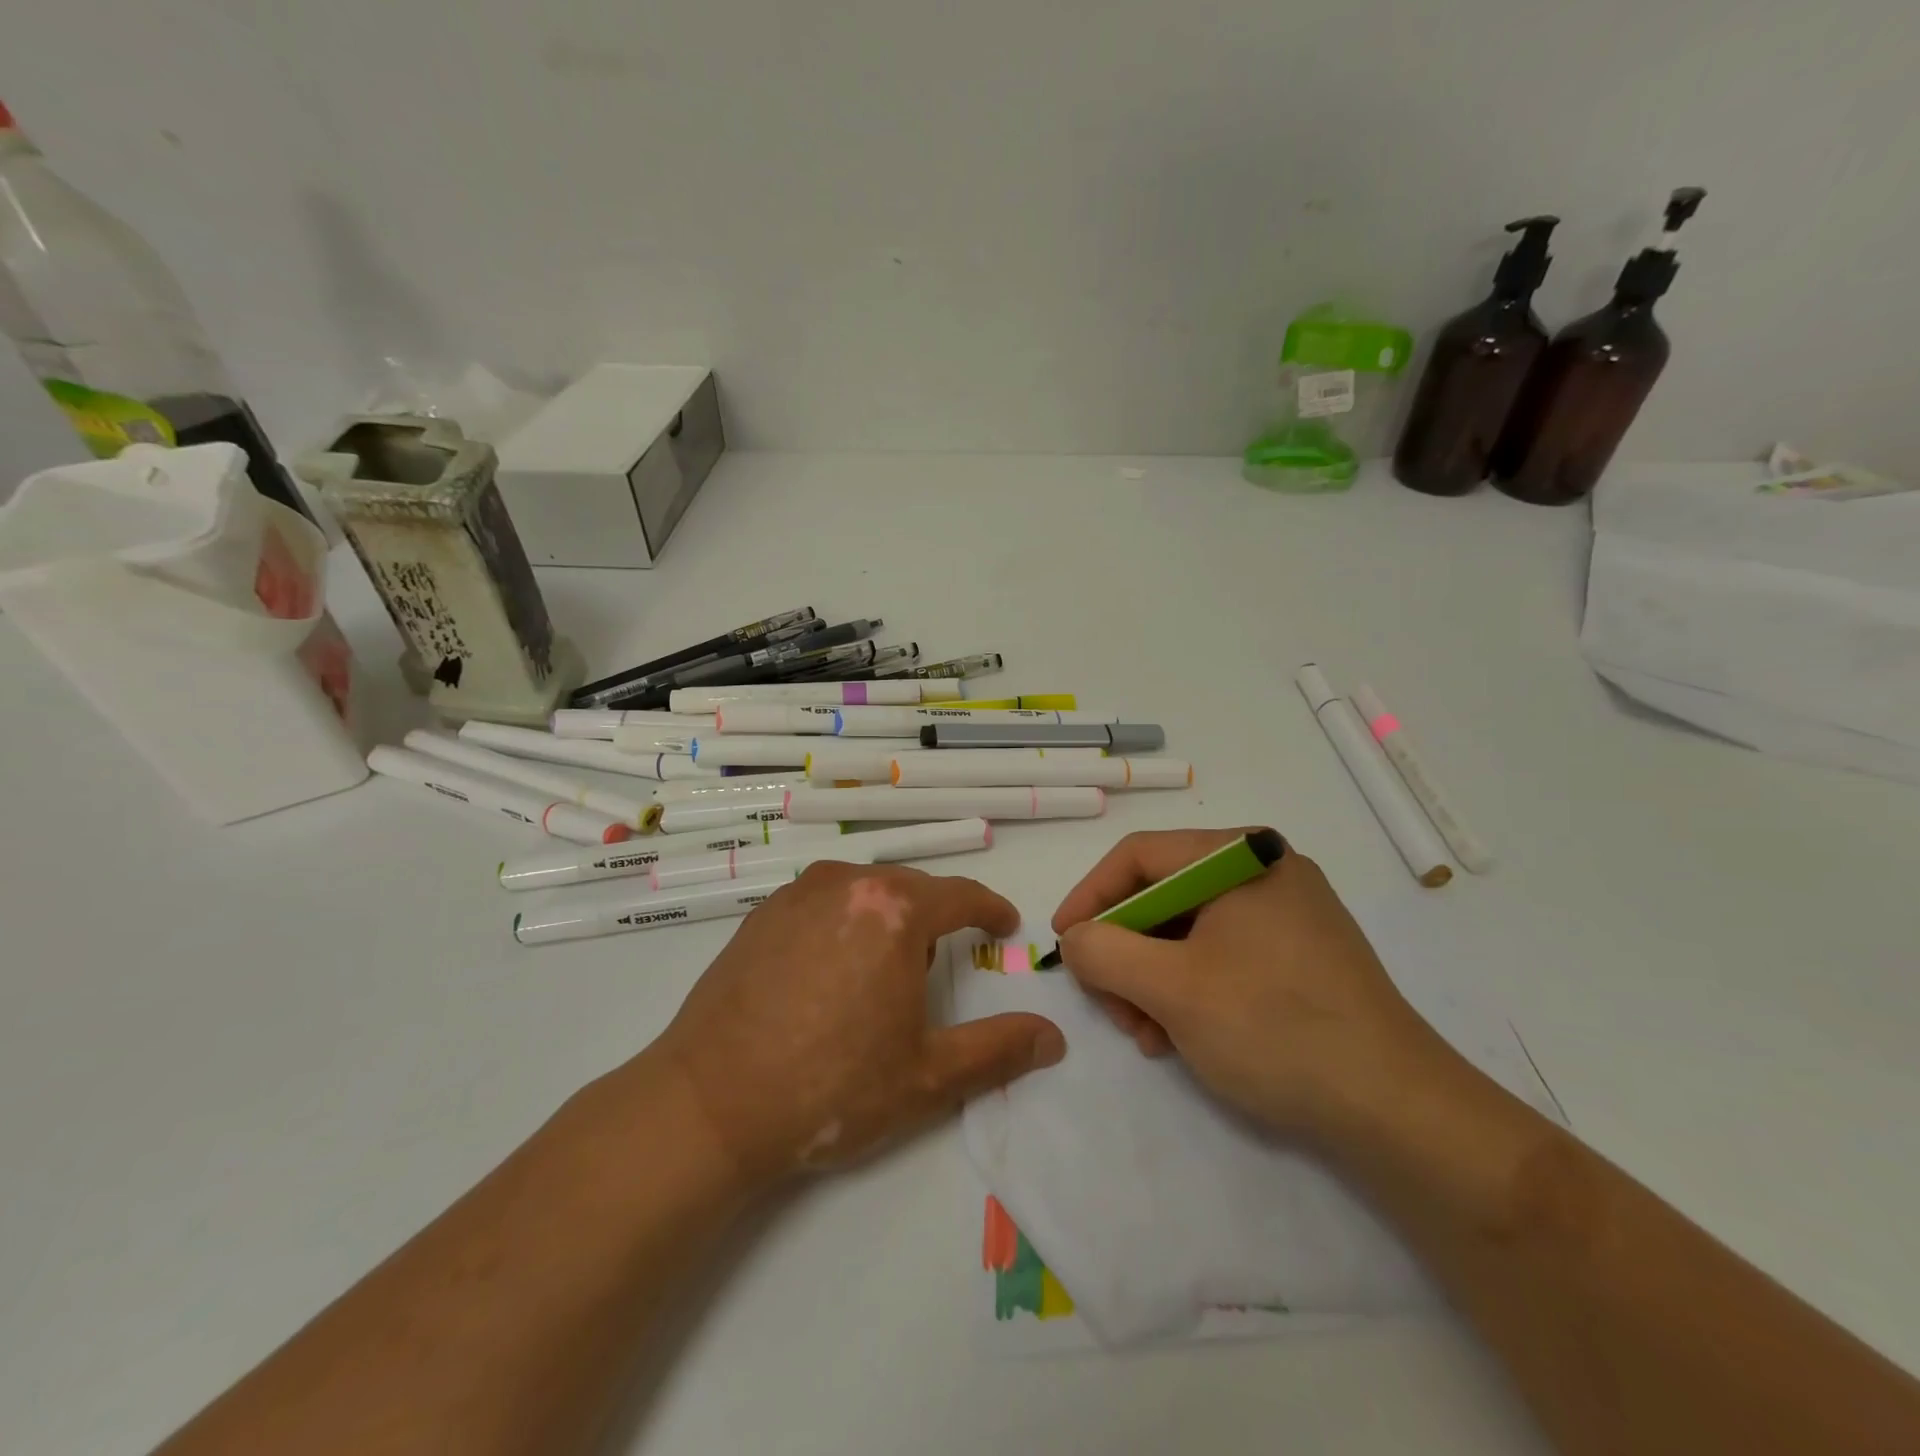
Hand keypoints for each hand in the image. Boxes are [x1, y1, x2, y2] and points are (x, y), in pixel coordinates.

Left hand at [653, 862, 1065, 1187]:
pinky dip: (843, 924)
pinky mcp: (762, 913)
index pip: (961, 895)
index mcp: (895, 911)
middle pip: (911, 890)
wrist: (710, 1103)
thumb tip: (1053, 1038)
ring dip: (886, 922)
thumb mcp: (927, 1077)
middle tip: (932, 974)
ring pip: (865, 892)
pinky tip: (827, 975)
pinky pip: (823, 903)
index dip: (990, 909)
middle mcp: (848, 884)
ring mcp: (798, 894)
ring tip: (877, 978)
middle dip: (934, 923)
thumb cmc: (831, 1088)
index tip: (1004, 926)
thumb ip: (999, 1050)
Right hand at [1052, 828, 1451, 1142]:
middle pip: (1163, 895)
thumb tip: (1078, 938)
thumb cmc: (1275, 1029)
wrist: (1400, 1111)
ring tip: (1146, 1034)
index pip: (1138, 856)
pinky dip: (1189, 989)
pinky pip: (1222, 954)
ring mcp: (1288, 913)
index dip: (1090, 896)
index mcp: (1239, 855)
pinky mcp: (1301, 954)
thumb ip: (1105, 952)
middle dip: (1125, 952)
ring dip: (1152, 979)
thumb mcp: (1171, 989)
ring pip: (1189, 930)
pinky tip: (1180, 1036)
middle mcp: (1265, 870)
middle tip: (1109, 1005)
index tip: (1063, 943)